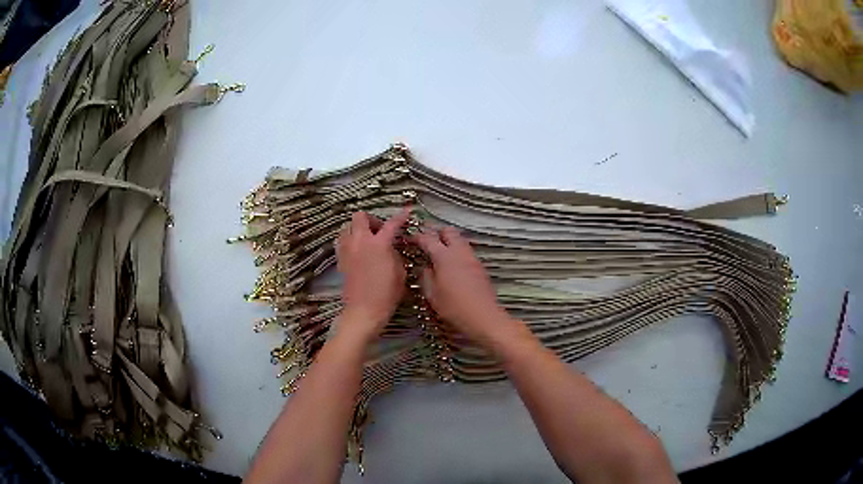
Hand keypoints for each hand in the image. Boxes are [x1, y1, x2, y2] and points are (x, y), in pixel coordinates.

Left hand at [335, 208, 410, 341]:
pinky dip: (350, 241)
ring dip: (357, 229)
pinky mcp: (340, 259)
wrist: (363, 311)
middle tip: (380, 231)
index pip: (391, 224)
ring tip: (367, 240)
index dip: (401, 216)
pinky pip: (342, 241)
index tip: (407, 212)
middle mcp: (360, 241)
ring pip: (347, 226)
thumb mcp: (400, 273)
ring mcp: (347, 249)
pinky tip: (358, 251)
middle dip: (371, 220)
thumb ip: (395, 254)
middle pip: (360, 216)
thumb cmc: (387, 294)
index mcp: (379, 244)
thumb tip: (391, 247)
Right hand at [413, 227, 516, 346]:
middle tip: (427, 240)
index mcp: (444, 256)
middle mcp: (459, 252)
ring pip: (460, 240)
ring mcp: (472, 258)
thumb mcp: (432, 294)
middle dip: (436, 232)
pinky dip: (457, 252)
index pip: (428, 239)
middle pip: (448, 231)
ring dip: (449, 241)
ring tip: (438, 252)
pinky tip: (451, 264)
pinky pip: (466, 251)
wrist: (483, 316)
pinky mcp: (479, 267)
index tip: (411, 239)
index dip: (418, 237)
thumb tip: (424, 268)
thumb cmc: (454, 307)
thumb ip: (426, 277)